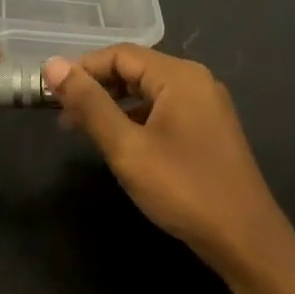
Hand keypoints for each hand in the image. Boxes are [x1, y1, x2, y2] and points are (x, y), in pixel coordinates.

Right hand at [44, 46, 292, 280]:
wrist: (245, 239)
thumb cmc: (183, 189)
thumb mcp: (127, 147)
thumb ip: (90, 104)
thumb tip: (53, 66)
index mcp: (179, 76)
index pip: (120, 54)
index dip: (82, 68)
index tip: (49, 92)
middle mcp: (196, 81)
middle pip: (135, 68)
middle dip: (96, 86)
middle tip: (61, 113)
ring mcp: (206, 105)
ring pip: (148, 90)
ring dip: (113, 103)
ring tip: (81, 128)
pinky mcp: (208, 128)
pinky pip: (163, 108)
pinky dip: (135, 117)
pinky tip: (118, 141)